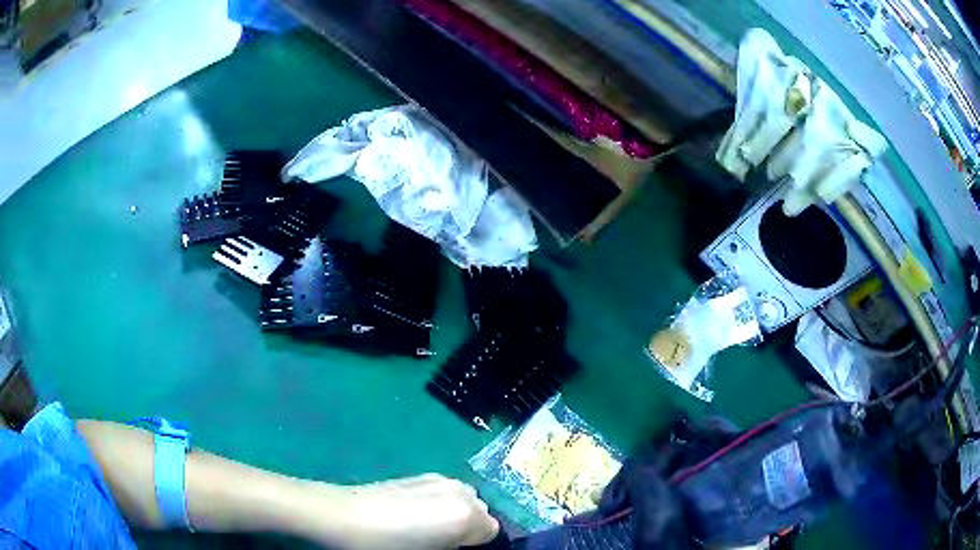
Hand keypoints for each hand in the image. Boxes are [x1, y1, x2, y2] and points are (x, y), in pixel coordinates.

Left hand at [307, 474, 499, 549]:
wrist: (345, 516)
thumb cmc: (387, 546)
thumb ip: (457, 545)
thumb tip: (460, 542)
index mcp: (465, 515)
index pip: (492, 530)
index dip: (475, 542)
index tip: (456, 549)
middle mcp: (460, 491)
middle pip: (483, 510)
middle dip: (470, 525)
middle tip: (442, 540)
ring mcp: (440, 479)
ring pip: (466, 497)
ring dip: (457, 510)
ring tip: (429, 524)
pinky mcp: (422, 474)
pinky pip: (448, 490)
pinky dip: (443, 500)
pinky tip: (417, 510)